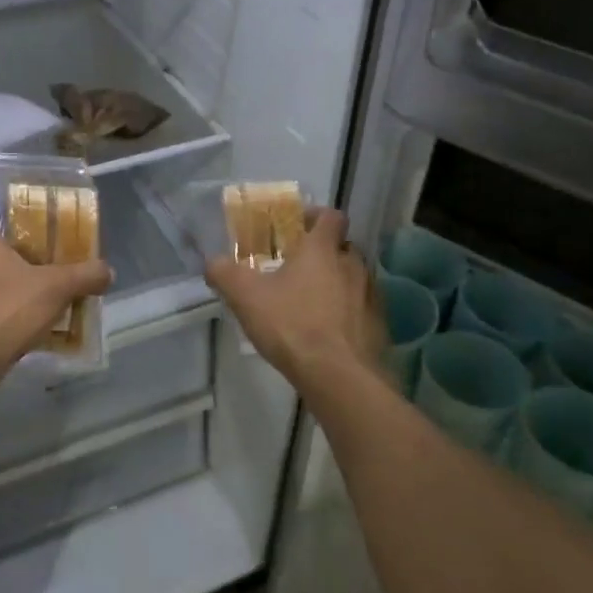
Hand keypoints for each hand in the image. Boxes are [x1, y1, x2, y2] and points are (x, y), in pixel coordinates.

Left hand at [0, 204, 112, 383]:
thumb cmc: (6, 310)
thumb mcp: (56, 288)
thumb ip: (84, 275)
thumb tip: (108, 270)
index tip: (17, 210)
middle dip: (11, 247)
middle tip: (42, 249)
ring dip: (7, 280)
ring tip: (39, 285)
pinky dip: (3, 308)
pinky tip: (27, 319)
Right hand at [205, 208, 384, 391]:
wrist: (340, 377)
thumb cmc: (292, 325)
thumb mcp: (246, 297)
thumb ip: (224, 273)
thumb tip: (212, 262)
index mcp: (323, 249)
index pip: (331, 215)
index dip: (315, 217)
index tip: (296, 228)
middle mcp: (353, 264)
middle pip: (342, 246)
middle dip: (323, 252)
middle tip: (298, 268)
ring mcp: (371, 295)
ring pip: (355, 277)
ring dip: (337, 282)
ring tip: (312, 302)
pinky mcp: (380, 325)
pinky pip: (363, 308)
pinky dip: (348, 312)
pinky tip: (329, 331)